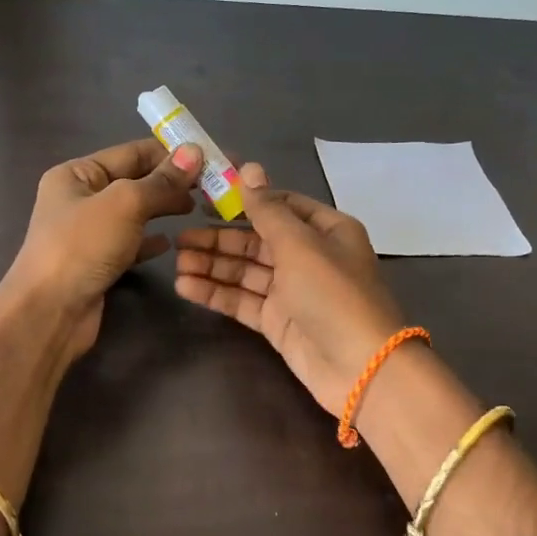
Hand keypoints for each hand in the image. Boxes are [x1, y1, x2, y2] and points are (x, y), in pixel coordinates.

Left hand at [2, 137, 203, 357]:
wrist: (50, 312)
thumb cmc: (82, 247)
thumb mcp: (125, 204)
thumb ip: (161, 180)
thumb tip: (195, 152)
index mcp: (76, 174)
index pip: (130, 153)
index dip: (169, 153)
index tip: (208, 157)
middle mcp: (79, 199)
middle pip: (133, 182)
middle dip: (170, 182)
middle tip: (211, 187)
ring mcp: (87, 234)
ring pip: (134, 214)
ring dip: (163, 209)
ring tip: (197, 210)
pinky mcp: (97, 264)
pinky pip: (130, 244)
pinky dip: (150, 241)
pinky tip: (170, 243)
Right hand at [173, 163, 406, 413]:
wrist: (359, 367)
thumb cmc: (333, 294)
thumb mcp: (300, 244)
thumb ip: (267, 210)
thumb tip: (249, 168)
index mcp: (325, 230)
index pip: (280, 205)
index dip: (244, 200)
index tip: (205, 198)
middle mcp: (309, 256)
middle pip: (256, 240)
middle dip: (219, 239)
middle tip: (179, 238)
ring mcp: (292, 291)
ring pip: (246, 271)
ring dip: (212, 266)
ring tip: (176, 262)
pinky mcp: (277, 321)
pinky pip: (242, 300)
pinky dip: (216, 293)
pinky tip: (185, 286)